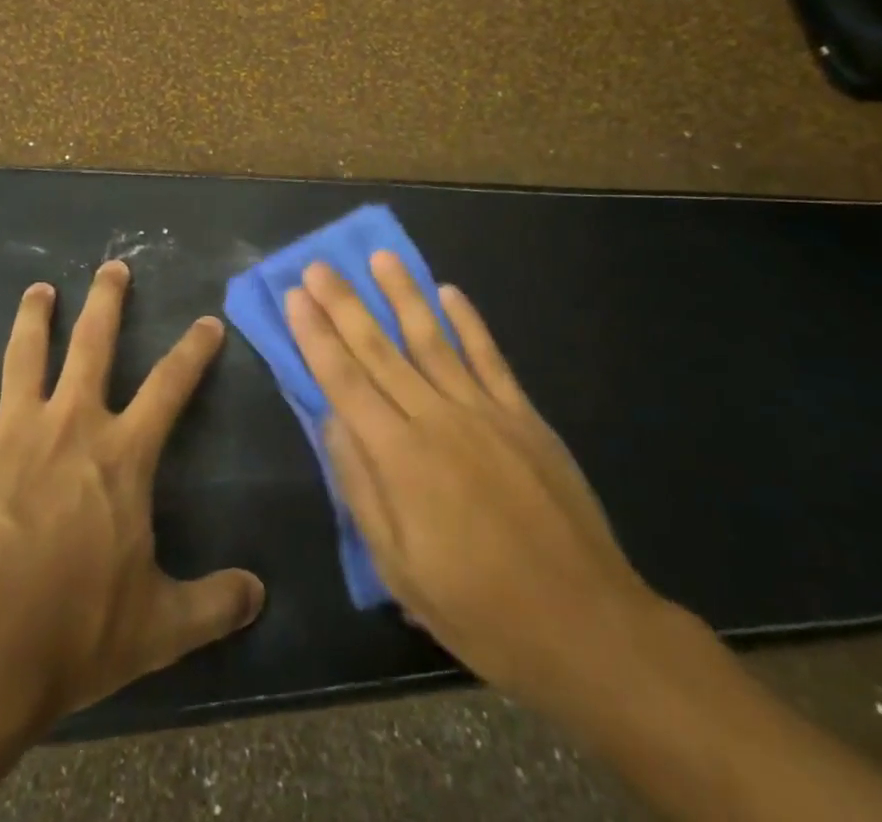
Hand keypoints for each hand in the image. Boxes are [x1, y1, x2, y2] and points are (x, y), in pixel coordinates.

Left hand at [0, 260, 265, 727]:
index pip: (171, 385)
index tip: (207, 322)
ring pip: (25, 356)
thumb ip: (213, 604)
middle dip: (106, 301)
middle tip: (111, 266)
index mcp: (122, 453)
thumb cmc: (74, 629)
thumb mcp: (159, 627)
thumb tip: (260, 596)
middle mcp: (70, 424)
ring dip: (33, 318)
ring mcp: (12, 433)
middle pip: (92, 344)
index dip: (193, 350)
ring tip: (39, 290)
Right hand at [284, 253, 673, 728]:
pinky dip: (468, 322)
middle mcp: (437, 419)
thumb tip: (330, 420)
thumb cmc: (480, 609)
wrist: (587, 625)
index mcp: (400, 457)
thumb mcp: (399, 568)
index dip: (316, 335)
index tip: (294, 296)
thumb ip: (360, 487)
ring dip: (402, 294)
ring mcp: (485, 411)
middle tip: (318, 265)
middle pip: (379, 349)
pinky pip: (490, 357)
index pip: (344, 380)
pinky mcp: (524, 416)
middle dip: (344, 304)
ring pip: (432, 338)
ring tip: (379, 257)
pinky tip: (450, 292)